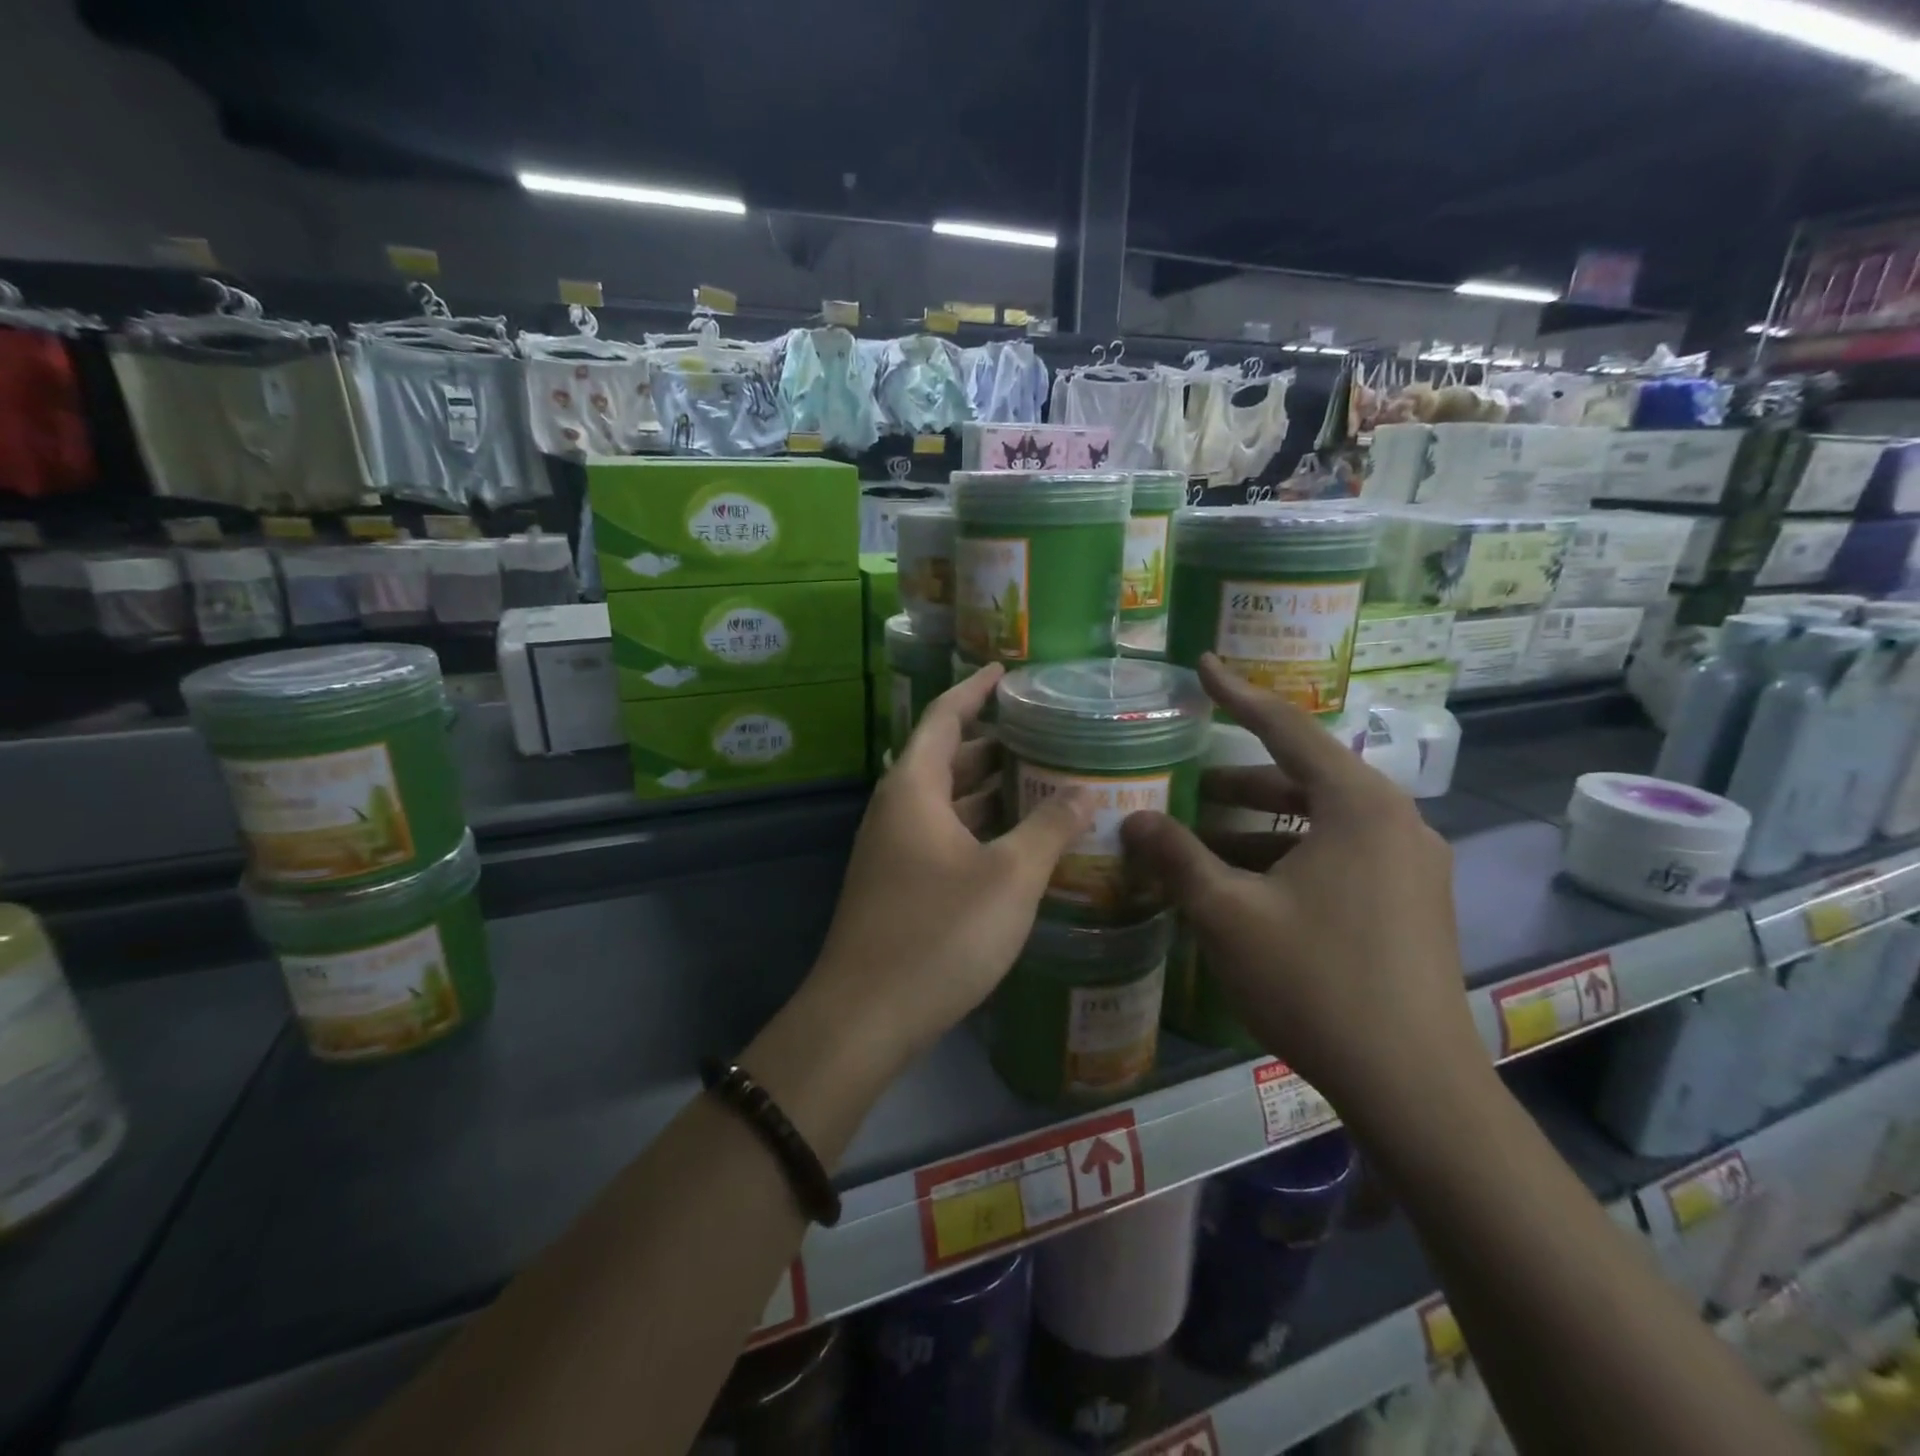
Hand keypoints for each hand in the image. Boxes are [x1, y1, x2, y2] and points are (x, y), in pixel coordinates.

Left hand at [801, 664, 1093, 1075]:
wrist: (865, 1017)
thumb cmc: (939, 933)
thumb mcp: (1009, 878)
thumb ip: (1051, 829)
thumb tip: (1088, 792)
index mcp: (913, 788)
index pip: (944, 717)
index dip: (975, 690)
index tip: (1007, 672)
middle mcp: (897, 809)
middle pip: (946, 758)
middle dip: (994, 744)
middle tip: (1046, 736)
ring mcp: (893, 850)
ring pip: (946, 802)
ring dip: (989, 791)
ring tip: (1044, 782)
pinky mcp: (898, 885)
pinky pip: (944, 837)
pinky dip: (979, 828)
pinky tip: (1018, 844)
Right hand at [1121, 655, 1481, 1126]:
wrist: (1413, 1085)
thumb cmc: (1315, 981)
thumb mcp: (1228, 914)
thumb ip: (1176, 857)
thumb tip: (1133, 819)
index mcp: (1358, 805)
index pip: (1286, 727)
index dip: (1237, 694)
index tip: (1202, 666)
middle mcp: (1394, 821)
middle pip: (1305, 776)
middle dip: (1241, 779)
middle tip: (1188, 785)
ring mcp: (1411, 865)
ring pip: (1320, 821)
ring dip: (1261, 824)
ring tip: (1204, 843)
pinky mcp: (1412, 903)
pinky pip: (1339, 854)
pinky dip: (1289, 855)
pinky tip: (1247, 887)